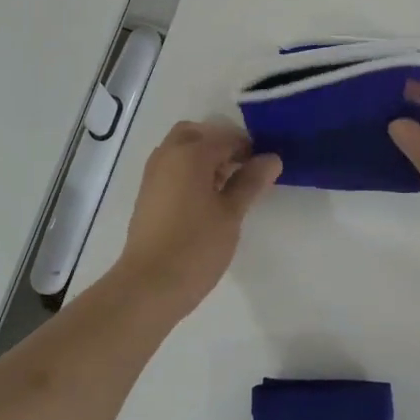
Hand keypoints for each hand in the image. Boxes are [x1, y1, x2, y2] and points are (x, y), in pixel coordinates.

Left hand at [115, 121, 280, 318]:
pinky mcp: (147, 193)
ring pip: (181, 149)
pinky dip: (189, 170)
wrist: (149, 285)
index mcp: (190, 154)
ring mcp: (153, 174)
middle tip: (243, 169)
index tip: (265, 167)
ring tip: (227, 186)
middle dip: (221, 144)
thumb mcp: (231, 214)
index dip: (249, 148)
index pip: (226, 137)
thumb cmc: (196, 246)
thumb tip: (272, 158)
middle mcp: (167, 155)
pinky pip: (171, 167)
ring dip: (203, 156)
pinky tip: (206, 198)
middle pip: (197, 134)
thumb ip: (251, 182)